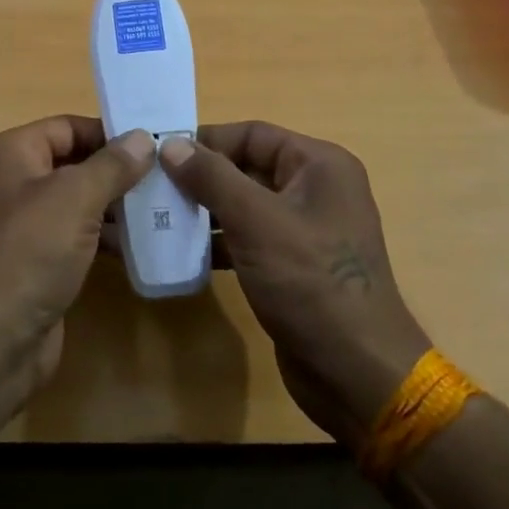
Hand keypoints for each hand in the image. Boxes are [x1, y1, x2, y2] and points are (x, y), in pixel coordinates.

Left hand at [0, 116, 152, 403]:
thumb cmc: (28, 253)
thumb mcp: (75, 198)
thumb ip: (112, 165)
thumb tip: (142, 137)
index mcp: (12, 153)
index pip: (68, 127)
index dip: (109, 132)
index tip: (156, 143)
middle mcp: (14, 182)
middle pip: (74, 162)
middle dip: (118, 170)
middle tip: (167, 176)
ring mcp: (24, 225)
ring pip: (78, 201)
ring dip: (117, 205)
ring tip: (164, 209)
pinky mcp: (36, 262)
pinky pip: (76, 236)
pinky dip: (105, 237)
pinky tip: (140, 244)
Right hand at [160, 123, 428, 444]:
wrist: (357, 374)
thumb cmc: (310, 283)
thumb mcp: (257, 222)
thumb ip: (212, 178)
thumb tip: (170, 144)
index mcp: (319, 165)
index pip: (252, 134)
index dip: (206, 141)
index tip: (158, 155)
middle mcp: (315, 189)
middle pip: (247, 167)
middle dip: (200, 177)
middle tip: (152, 188)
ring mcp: (305, 229)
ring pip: (244, 205)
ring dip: (205, 211)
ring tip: (158, 218)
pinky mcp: (293, 265)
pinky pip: (249, 238)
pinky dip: (219, 242)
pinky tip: (183, 253)